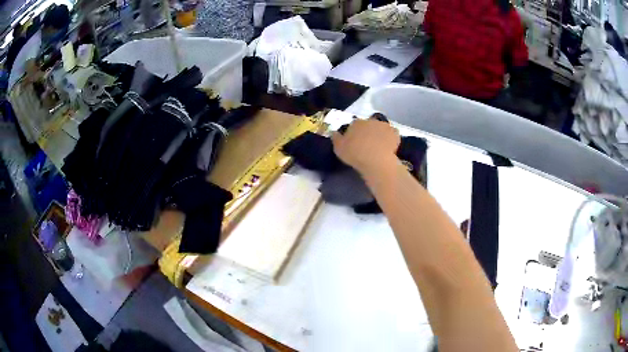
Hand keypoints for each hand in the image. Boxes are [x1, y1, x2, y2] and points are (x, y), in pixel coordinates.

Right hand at [331, 117, 400, 175]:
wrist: (376, 161)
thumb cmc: (355, 154)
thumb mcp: (338, 148)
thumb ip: (336, 138)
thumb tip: (334, 132)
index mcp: (356, 123)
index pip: (354, 125)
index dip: (355, 133)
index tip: (355, 142)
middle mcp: (370, 120)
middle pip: (369, 124)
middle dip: (368, 131)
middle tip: (367, 144)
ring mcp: (384, 125)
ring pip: (381, 128)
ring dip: (380, 133)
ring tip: (379, 145)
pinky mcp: (395, 133)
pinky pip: (392, 134)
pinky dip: (391, 138)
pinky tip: (389, 146)